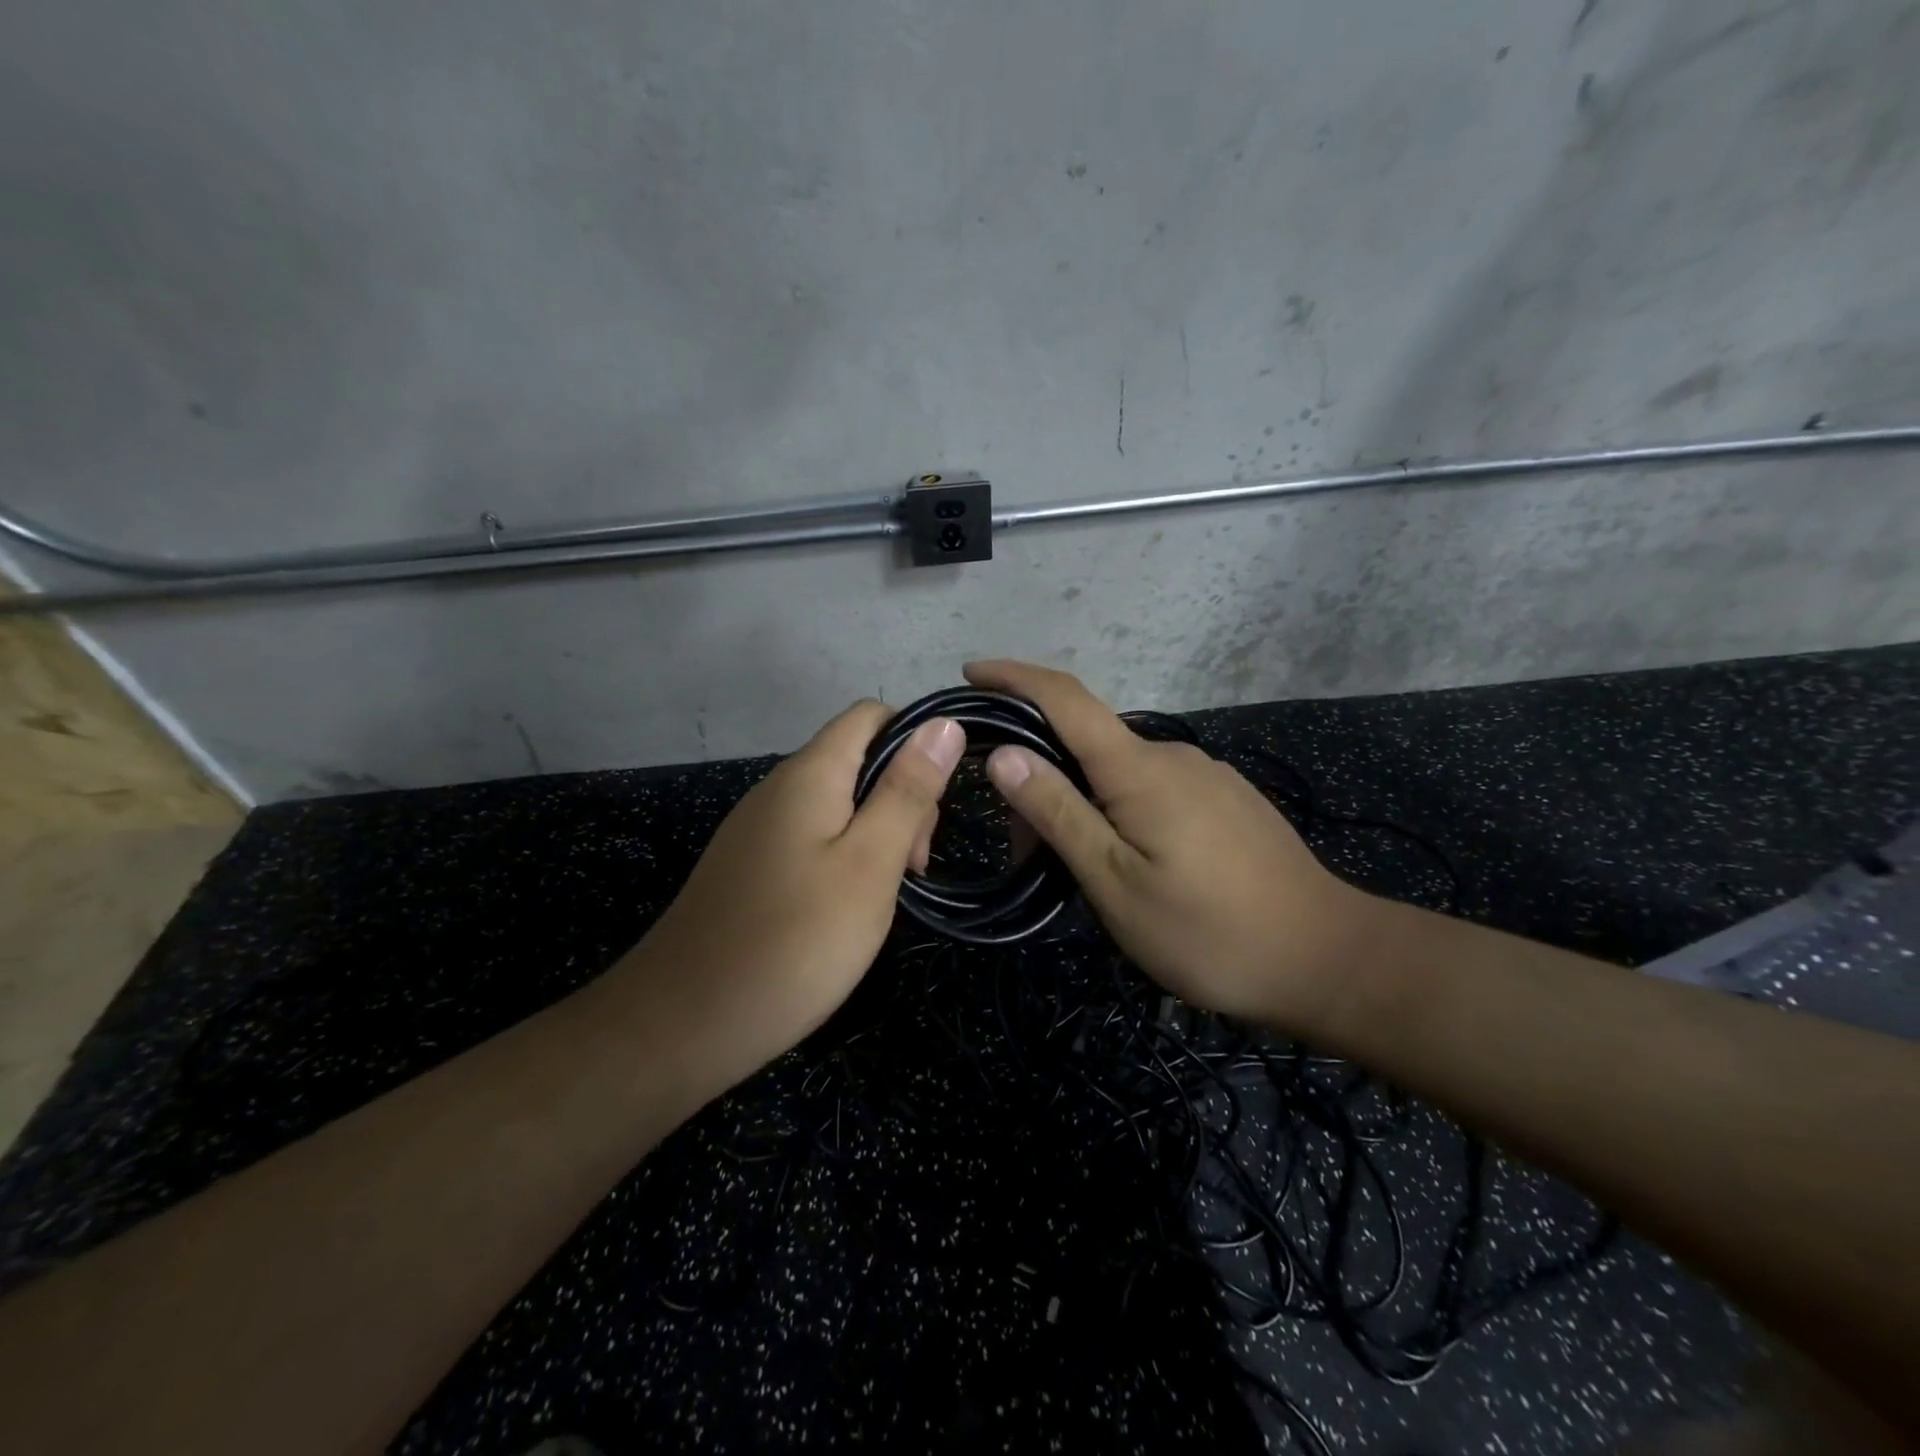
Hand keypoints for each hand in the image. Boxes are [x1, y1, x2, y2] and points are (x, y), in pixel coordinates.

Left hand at [620, 701, 963, 1086]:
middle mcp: (778, 787)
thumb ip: (907, 791)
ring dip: (876, 834)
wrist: (683, 1023)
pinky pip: (812, 838)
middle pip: (858, 760)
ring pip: (838, 804)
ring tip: (884, 895)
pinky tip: (846, 909)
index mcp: (810, 774)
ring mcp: (759, 828)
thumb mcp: (870, 864)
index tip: (937, 803)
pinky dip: (844, 859)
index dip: (915, 742)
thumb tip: (944, 723)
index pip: (871, 716)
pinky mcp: (750, 866)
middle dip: (900, 798)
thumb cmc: (794, 941)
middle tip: (912, 867)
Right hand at [966, 660, 1371, 1028]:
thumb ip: (1059, 813)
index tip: (971, 672)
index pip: (1064, 697)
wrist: (1328, 958)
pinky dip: (1118, 810)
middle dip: (1040, 776)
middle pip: (1086, 742)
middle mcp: (1173, 755)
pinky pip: (1154, 789)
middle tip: (1020, 849)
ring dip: (1081, 801)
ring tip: (1070, 869)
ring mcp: (1206, 776)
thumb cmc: (1209, 931)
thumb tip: (1004, 753)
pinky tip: (1125, 861)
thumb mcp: (1116, 882)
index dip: (1013, 677)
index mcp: (1139, 768)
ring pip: (1121, 772)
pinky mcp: (1226, 800)